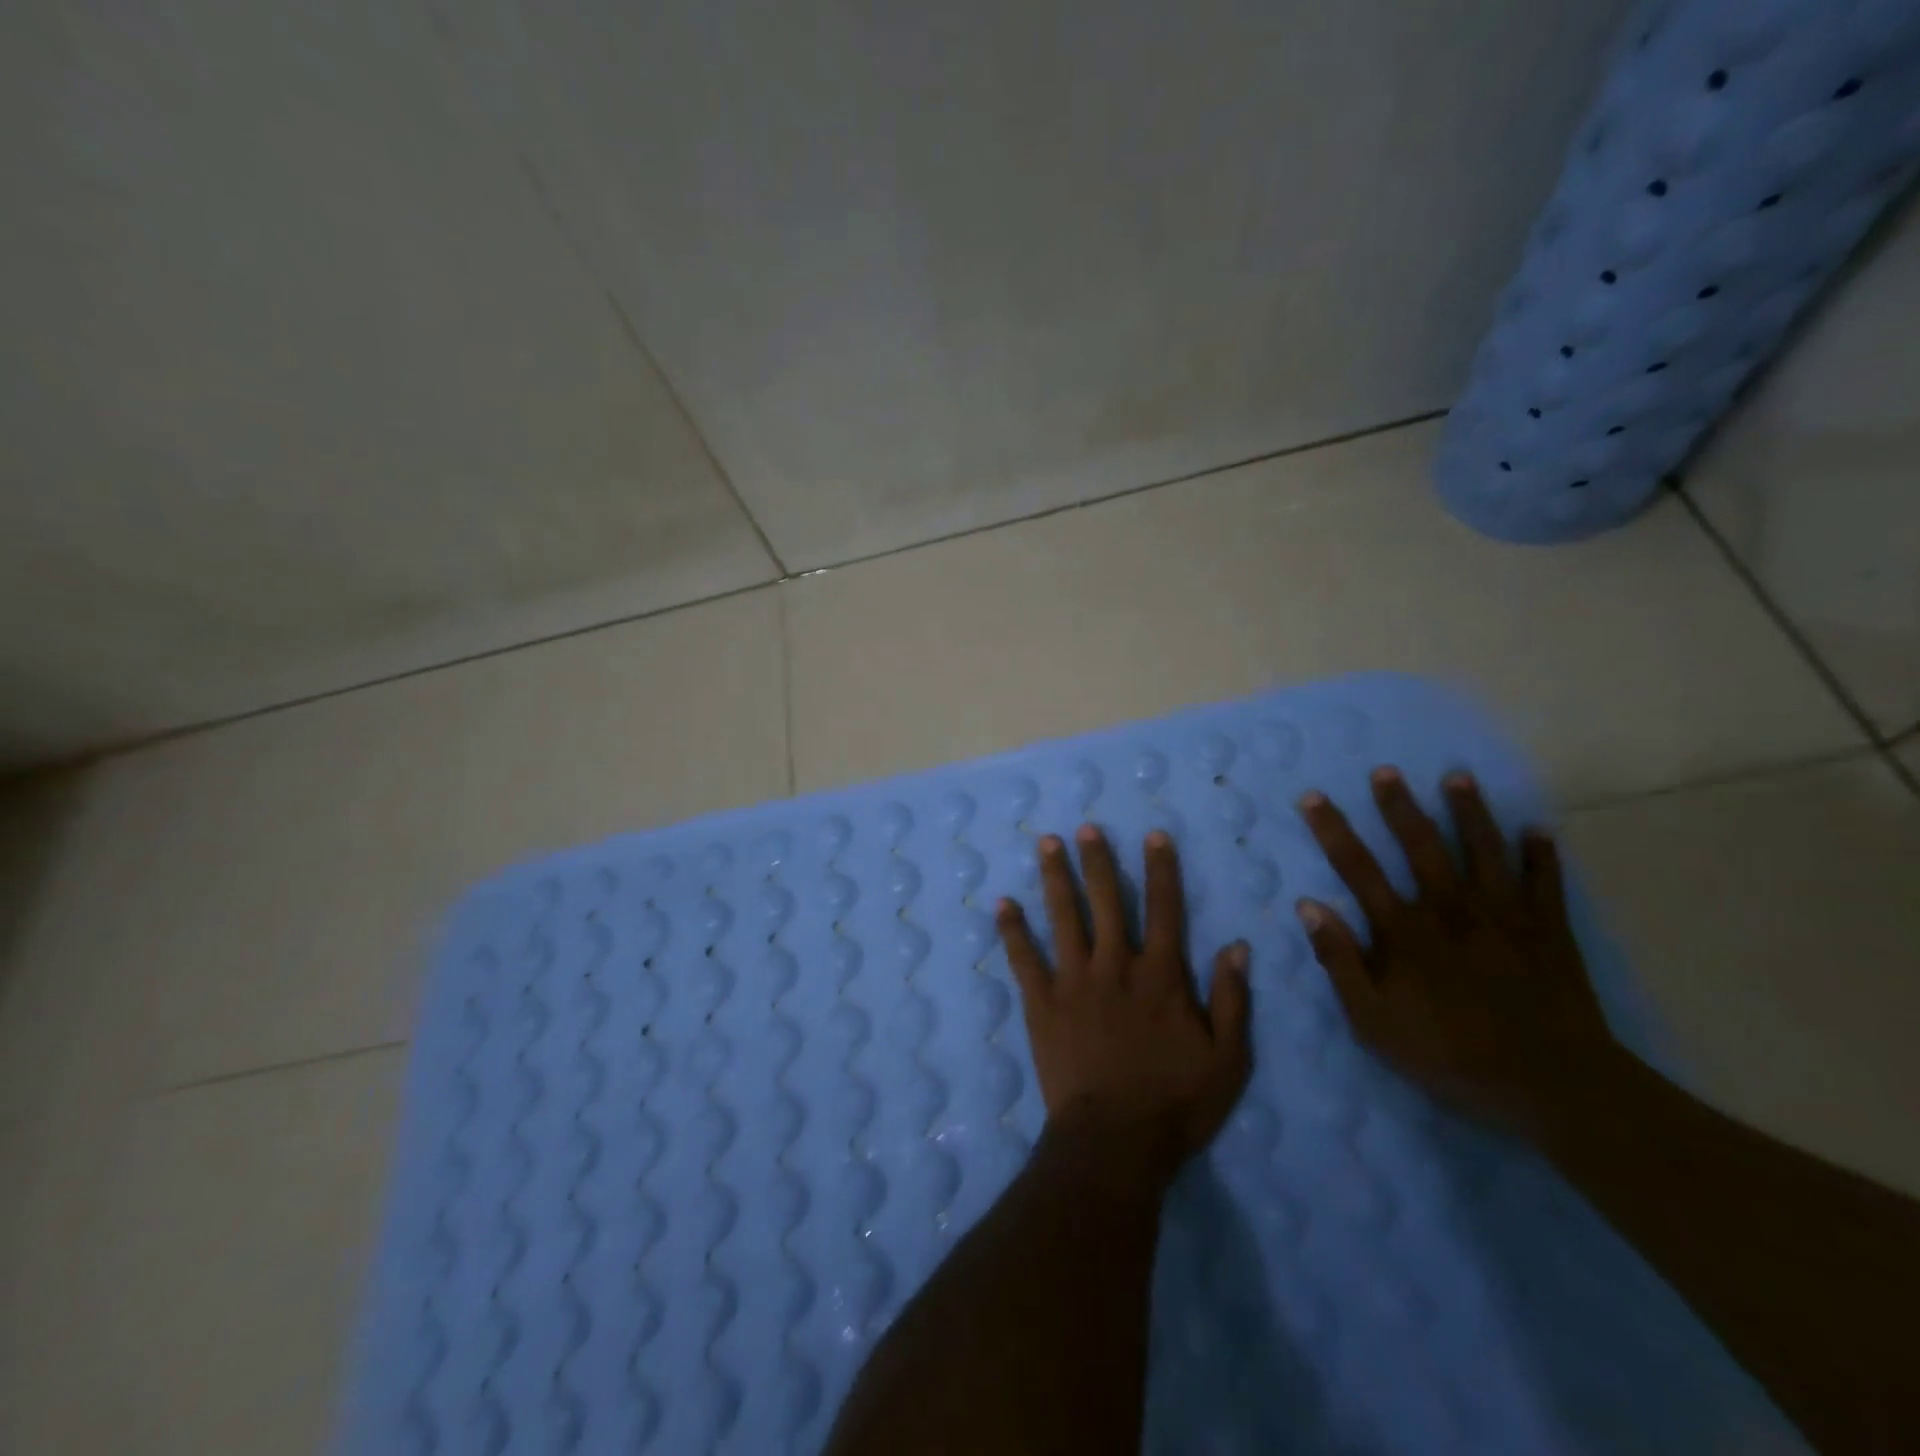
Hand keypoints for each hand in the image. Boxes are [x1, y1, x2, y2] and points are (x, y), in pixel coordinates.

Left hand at [997, 826, 1251, 1191]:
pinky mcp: (1042, 1002)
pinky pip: (1024, 959)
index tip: (1153, 834)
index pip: (1164, 909)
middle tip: (1085, 827)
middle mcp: (1115, 965)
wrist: (1115, 1141)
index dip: (1161, 869)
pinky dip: (1012, 930)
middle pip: (1106, 901)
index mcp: (1160, 976)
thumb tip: (1236, 946)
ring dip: (1055, 878)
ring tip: (1046, 843)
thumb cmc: (1176, 1103)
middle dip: (1097, 861)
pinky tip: (1002, 903)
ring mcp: (1074, 981)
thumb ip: (1231, 999)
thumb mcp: (1227, 1059)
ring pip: (1063, 917)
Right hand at [1295, 767, 1619, 1134]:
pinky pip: (1546, 883)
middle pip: (1421, 845)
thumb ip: (1339, 961)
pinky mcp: (1549, 932)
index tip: (1313, 797)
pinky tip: (1538, 830)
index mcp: (1405, 930)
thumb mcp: (1372, 1021)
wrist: (1554, 1087)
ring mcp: (1504, 916)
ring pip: (1484, 850)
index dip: (1332, 830)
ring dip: (1470, 812)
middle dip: (1400, 806)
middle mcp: (1451, 909)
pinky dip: (1542, 855)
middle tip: (1386, 771)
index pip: (1357, 868)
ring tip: (1459, 777)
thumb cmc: (1450, 1055)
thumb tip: (1309, 905)